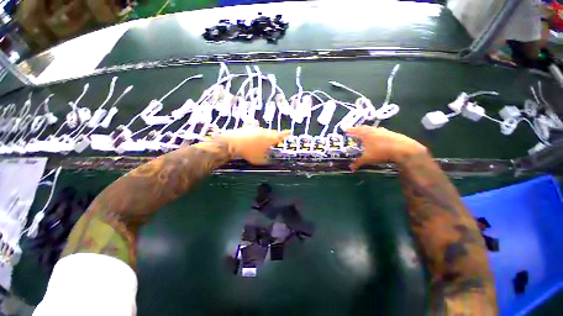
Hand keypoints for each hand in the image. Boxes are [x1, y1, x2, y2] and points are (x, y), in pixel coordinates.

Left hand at [215, 125, 289, 164]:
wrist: (234, 143)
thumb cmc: (250, 152)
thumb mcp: (260, 160)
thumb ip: (267, 160)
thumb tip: (270, 160)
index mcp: (270, 139)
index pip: (281, 135)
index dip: (286, 134)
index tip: (290, 131)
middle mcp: (265, 132)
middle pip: (273, 133)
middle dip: (275, 136)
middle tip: (275, 140)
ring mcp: (256, 128)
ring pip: (264, 131)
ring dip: (265, 135)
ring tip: (262, 141)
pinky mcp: (248, 127)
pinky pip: (255, 129)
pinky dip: (256, 132)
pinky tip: (253, 133)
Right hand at [346, 126, 426, 171]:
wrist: (404, 149)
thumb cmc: (381, 152)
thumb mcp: (367, 159)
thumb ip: (358, 163)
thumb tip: (351, 168)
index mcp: (365, 134)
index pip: (354, 130)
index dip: (349, 130)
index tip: (345, 129)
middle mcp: (373, 130)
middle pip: (363, 127)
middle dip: (358, 129)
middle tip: (354, 132)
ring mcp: (383, 131)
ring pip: (372, 129)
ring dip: (367, 131)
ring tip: (365, 135)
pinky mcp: (392, 133)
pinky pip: (380, 132)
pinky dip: (376, 134)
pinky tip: (378, 139)